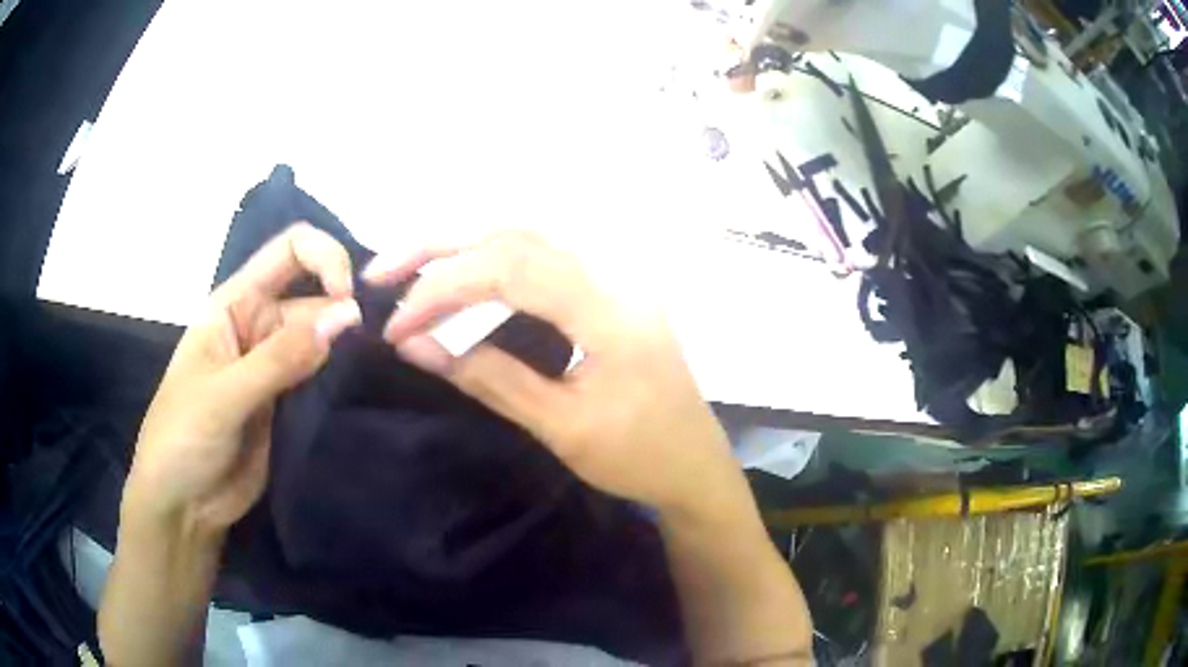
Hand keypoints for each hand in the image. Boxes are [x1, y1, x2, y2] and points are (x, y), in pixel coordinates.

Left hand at [125, 223, 361, 533]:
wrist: (183, 506)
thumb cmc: (183, 438)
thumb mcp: (223, 396)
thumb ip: (279, 358)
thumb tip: (347, 316)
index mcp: (235, 305)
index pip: (288, 252)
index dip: (324, 258)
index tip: (348, 298)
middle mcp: (259, 326)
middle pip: (315, 297)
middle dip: (347, 310)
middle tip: (381, 344)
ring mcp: (276, 367)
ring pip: (325, 340)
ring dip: (351, 347)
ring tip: (382, 367)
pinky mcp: (290, 404)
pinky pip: (325, 380)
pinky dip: (346, 379)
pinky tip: (369, 387)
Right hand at [364, 231, 736, 514]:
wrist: (695, 467)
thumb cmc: (637, 457)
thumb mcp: (560, 427)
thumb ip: (489, 379)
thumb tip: (417, 347)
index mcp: (608, 309)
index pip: (509, 269)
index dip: (443, 288)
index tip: (398, 327)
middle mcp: (613, 275)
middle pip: (515, 235)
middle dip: (441, 248)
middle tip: (383, 274)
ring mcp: (615, 279)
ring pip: (528, 238)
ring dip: (465, 247)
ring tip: (412, 271)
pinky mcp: (608, 292)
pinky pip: (544, 258)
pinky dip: (494, 260)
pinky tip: (465, 279)